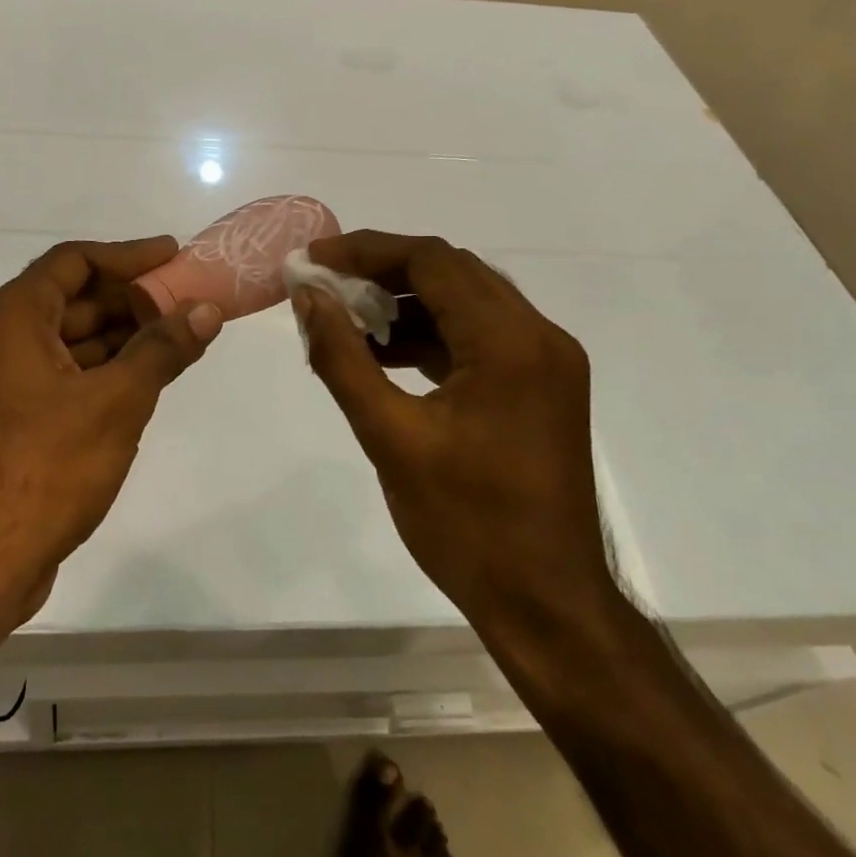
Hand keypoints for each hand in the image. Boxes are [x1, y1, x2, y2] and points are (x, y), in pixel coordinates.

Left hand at [0, 237, 221, 630]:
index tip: (173, 255)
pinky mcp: (7, 424)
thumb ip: (162, 350)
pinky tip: (140, 384)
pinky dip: (101, 373)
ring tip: (176, 340)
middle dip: (130, 300)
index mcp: (12, 319)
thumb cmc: (43, 469)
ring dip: (120, 339)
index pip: (73, 261)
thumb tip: (205, 309)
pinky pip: (61, 379)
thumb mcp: (115, 403)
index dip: (127, 256)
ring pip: (68, 343)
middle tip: (185, 303)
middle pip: (72, 300)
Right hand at [295, 232, 612, 630]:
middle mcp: (539, 336)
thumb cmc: (467, 524)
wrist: (547, 605)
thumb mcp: (390, 436)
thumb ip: (342, 358)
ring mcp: (546, 363)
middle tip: (324, 285)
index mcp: (509, 342)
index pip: (432, 261)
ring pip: (467, 302)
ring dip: (407, 302)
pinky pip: (480, 337)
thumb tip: (308, 295)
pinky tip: (386, 355)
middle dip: (383, 271)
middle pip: (452, 273)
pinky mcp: (541, 387)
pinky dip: (431, 335)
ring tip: (347, 319)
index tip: (313, 260)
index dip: (366, 251)